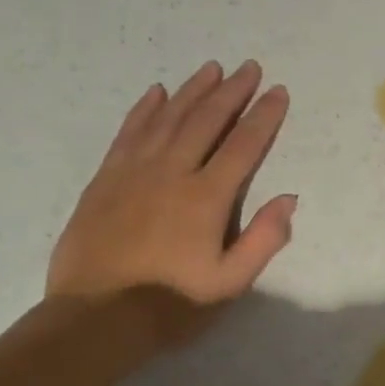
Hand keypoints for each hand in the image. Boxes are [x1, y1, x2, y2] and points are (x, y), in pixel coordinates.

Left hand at [46, 60, 295, 344]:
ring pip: (168, 118)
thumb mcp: (230, 283)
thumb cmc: (171, 304)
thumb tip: (289, 198)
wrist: (95, 318)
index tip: (278, 92)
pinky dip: (144, 109)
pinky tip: (157, 92)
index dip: (264, 116)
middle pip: (206, 120)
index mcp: (206, 197)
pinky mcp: (105, 179)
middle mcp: (172, 172)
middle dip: (232, 91)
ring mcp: (134, 171)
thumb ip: (264, 239)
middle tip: (249, 67)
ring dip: (192, 90)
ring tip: (211, 69)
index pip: (243, 145)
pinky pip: (128, 132)